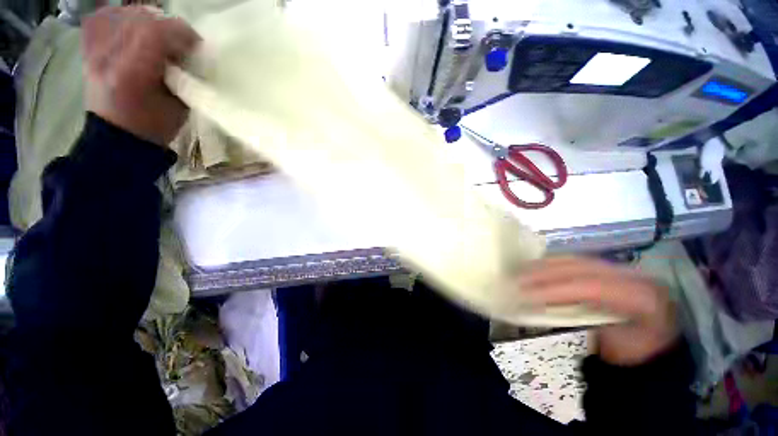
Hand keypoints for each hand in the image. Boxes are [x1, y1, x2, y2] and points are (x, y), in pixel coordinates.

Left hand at [82, 6, 199, 144]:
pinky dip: (118, 16)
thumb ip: (181, 73)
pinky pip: (100, 18)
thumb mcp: (178, 105)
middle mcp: (107, 56)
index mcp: (132, 73)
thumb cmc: (153, 126)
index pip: (155, 32)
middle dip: (166, 25)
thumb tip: (187, 51)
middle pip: (138, 18)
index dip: (180, 31)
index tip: (195, 43)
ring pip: (120, 13)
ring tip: (156, 34)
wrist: (118, 136)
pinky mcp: (87, 50)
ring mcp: (93, 51)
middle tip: (178, 41)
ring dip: (144, 19)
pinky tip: (131, 26)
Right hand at [519, 257, 677, 365]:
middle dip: (544, 273)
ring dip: (545, 265)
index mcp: (641, 297)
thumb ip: (579, 322)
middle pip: (581, 268)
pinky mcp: (612, 267)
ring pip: (577, 260)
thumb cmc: (634, 352)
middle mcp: (634, 275)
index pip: (590, 287)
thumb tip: (540, 307)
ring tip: (521, 270)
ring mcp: (623, 268)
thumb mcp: (611, 344)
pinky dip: (554, 263)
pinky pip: (578, 261)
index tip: (526, 295)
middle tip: (517, 279)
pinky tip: (537, 267)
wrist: (655, 346)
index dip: (554, 290)